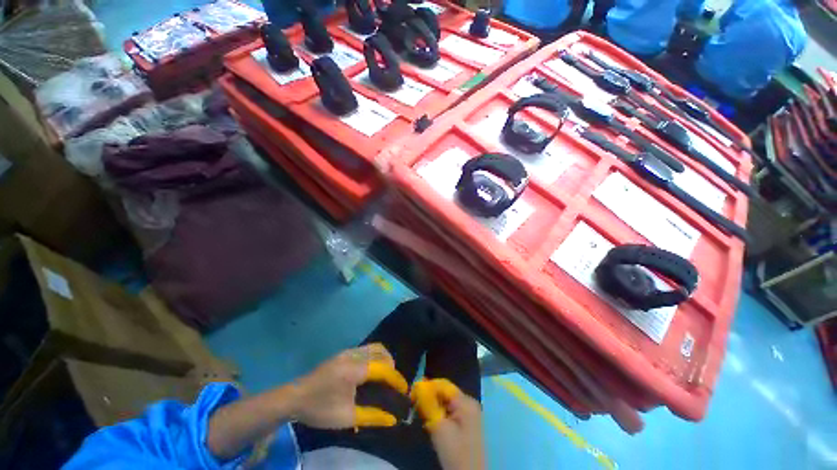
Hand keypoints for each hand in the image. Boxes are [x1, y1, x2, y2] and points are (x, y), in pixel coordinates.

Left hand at [292, 343, 408, 428]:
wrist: (295, 397)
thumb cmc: (320, 409)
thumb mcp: (346, 418)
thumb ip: (371, 416)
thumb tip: (392, 418)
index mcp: (354, 369)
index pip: (383, 368)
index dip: (396, 378)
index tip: (404, 390)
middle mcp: (354, 355)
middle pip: (382, 352)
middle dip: (392, 366)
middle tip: (394, 384)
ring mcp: (348, 351)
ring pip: (375, 347)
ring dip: (385, 359)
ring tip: (386, 376)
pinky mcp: (344, 352)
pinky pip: (367, 348)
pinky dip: (376, 356)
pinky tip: (373, 371)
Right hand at [411, 379, 485, 469]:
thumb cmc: (455, 452)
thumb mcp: (439, 427)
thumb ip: (429, 404)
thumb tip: (418, 385)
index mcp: (465, 401)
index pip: (443, 385)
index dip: (427, 386)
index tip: (412, 393)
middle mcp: (469, 402)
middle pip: (445, 393)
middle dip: (430, 397)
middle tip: (415, 405)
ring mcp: (469, 413)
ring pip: (446, 402)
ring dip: (434, 406)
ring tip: (422, 415)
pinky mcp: (467, 423)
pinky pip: (450, 411)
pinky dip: (440, 414)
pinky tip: (432, 422)